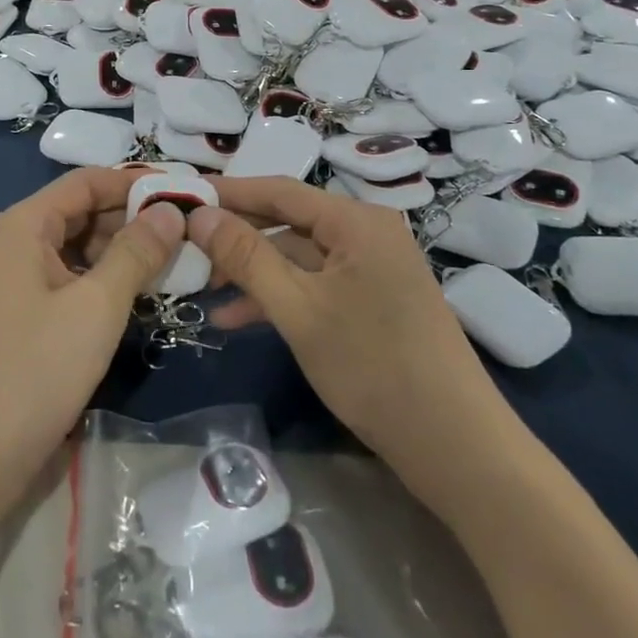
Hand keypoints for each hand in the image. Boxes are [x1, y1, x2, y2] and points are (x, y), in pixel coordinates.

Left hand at [0, 167, 184, 517]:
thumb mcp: (96, 307)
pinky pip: (63, 281)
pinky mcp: (14, 316)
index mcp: (20, 226)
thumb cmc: (33, 372)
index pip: (85, 182)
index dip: (134, 183)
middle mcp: (9, 242)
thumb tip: (171, 211)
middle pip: (78, 213)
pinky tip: (136, 297)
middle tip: (188, 235)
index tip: (184, 195)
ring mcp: (8, 281)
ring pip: (74, 250)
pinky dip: (99, 282)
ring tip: (173, 265)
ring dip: (120, 254)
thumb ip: (136, 252)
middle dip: (131, 221)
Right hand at [189, 177, 491, 460]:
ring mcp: (372, 268)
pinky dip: (280, 297)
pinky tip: (238, 319)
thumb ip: (246, 258)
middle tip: (185, 247)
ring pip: (299, 257)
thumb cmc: (373, 366)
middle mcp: (367, 233)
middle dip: (237, 237)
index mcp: (356, 221)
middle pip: (288, 222)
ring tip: (202, 290)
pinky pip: (316, 284)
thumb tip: (200, 215)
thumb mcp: (298, 310)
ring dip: (253, 273)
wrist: (455, 446)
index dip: (229, 193)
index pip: (280, 190)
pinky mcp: (373, 300)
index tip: (182, 197)